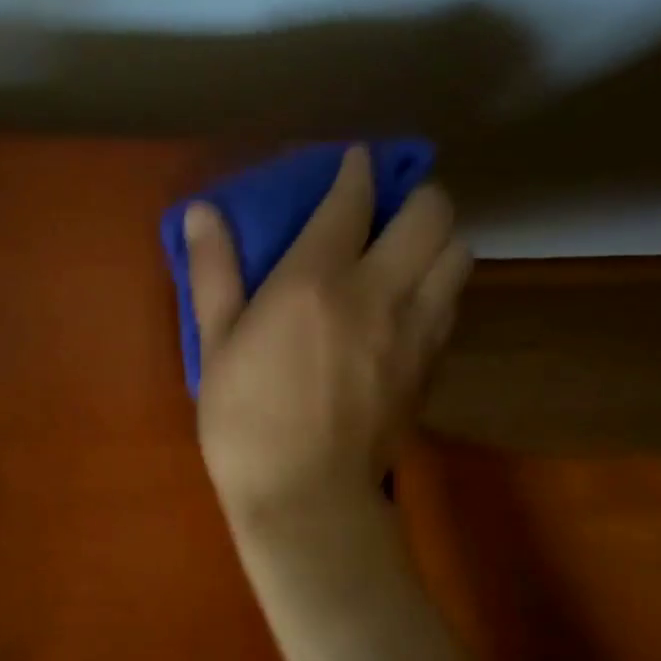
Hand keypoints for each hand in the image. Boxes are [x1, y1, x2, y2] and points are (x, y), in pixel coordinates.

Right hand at [185, 146, 470, 527]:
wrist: (307, 499)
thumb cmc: (246, 422)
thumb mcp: (215, 346)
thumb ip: (214, 271)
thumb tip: (202, 211)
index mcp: (316, 280)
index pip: (353, 199)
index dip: (357, 170)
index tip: (355, 161)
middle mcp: (379, 291)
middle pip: (431, 214)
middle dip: (415, 194)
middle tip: (388, 206)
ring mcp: (416, 329)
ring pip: (458, 255)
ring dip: (437, 239)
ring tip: (405, 252)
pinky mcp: (432, 365)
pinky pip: (453, 303)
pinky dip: (439, 285)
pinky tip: (409, 303)